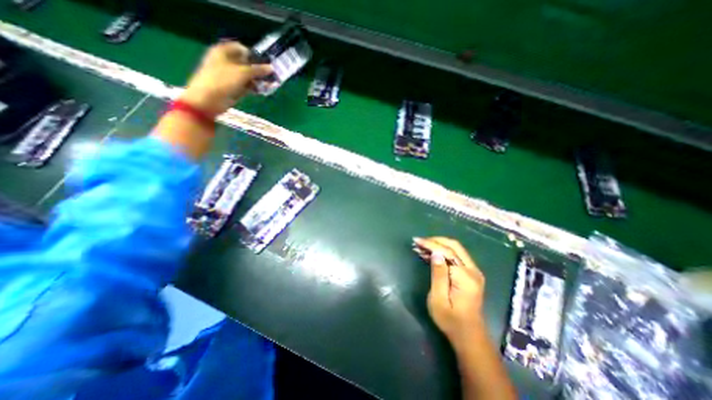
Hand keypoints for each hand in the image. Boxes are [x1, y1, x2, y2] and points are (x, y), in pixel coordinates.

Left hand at [181, 39, 272, 114]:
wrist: (209, 99)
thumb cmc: (222, 80)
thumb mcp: (242, 72)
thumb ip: (258, 70)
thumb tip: (271, 68)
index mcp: (223, 52)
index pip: (241, 48)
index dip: (253, 55)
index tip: (265, 63)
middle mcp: (227, 62)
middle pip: (246, 63)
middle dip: (258, 69)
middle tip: (270, 76)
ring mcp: (230, 76)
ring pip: (248, 76)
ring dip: (258, 80)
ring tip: (270, 85)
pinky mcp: (234, 88)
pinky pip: (247, 86)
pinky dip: (255, 87)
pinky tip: (263, 90)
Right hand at [415, 237, 486, 346]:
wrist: (468, 335)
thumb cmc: (450, 320)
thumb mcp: (438, 299)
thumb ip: (438, 274)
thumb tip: (436, 253)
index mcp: (465, 277)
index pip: (447, 252)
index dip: (431, 244)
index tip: (416, 240)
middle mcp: (473, 271)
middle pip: (454, 246)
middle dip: (435, 240)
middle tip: (419, 241)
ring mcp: (474, 272)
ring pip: (456, 249)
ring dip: (438, 245)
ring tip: (421, 246)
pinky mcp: (471, 274)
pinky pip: (456, 256)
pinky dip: (443, 252)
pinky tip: (430, 254)